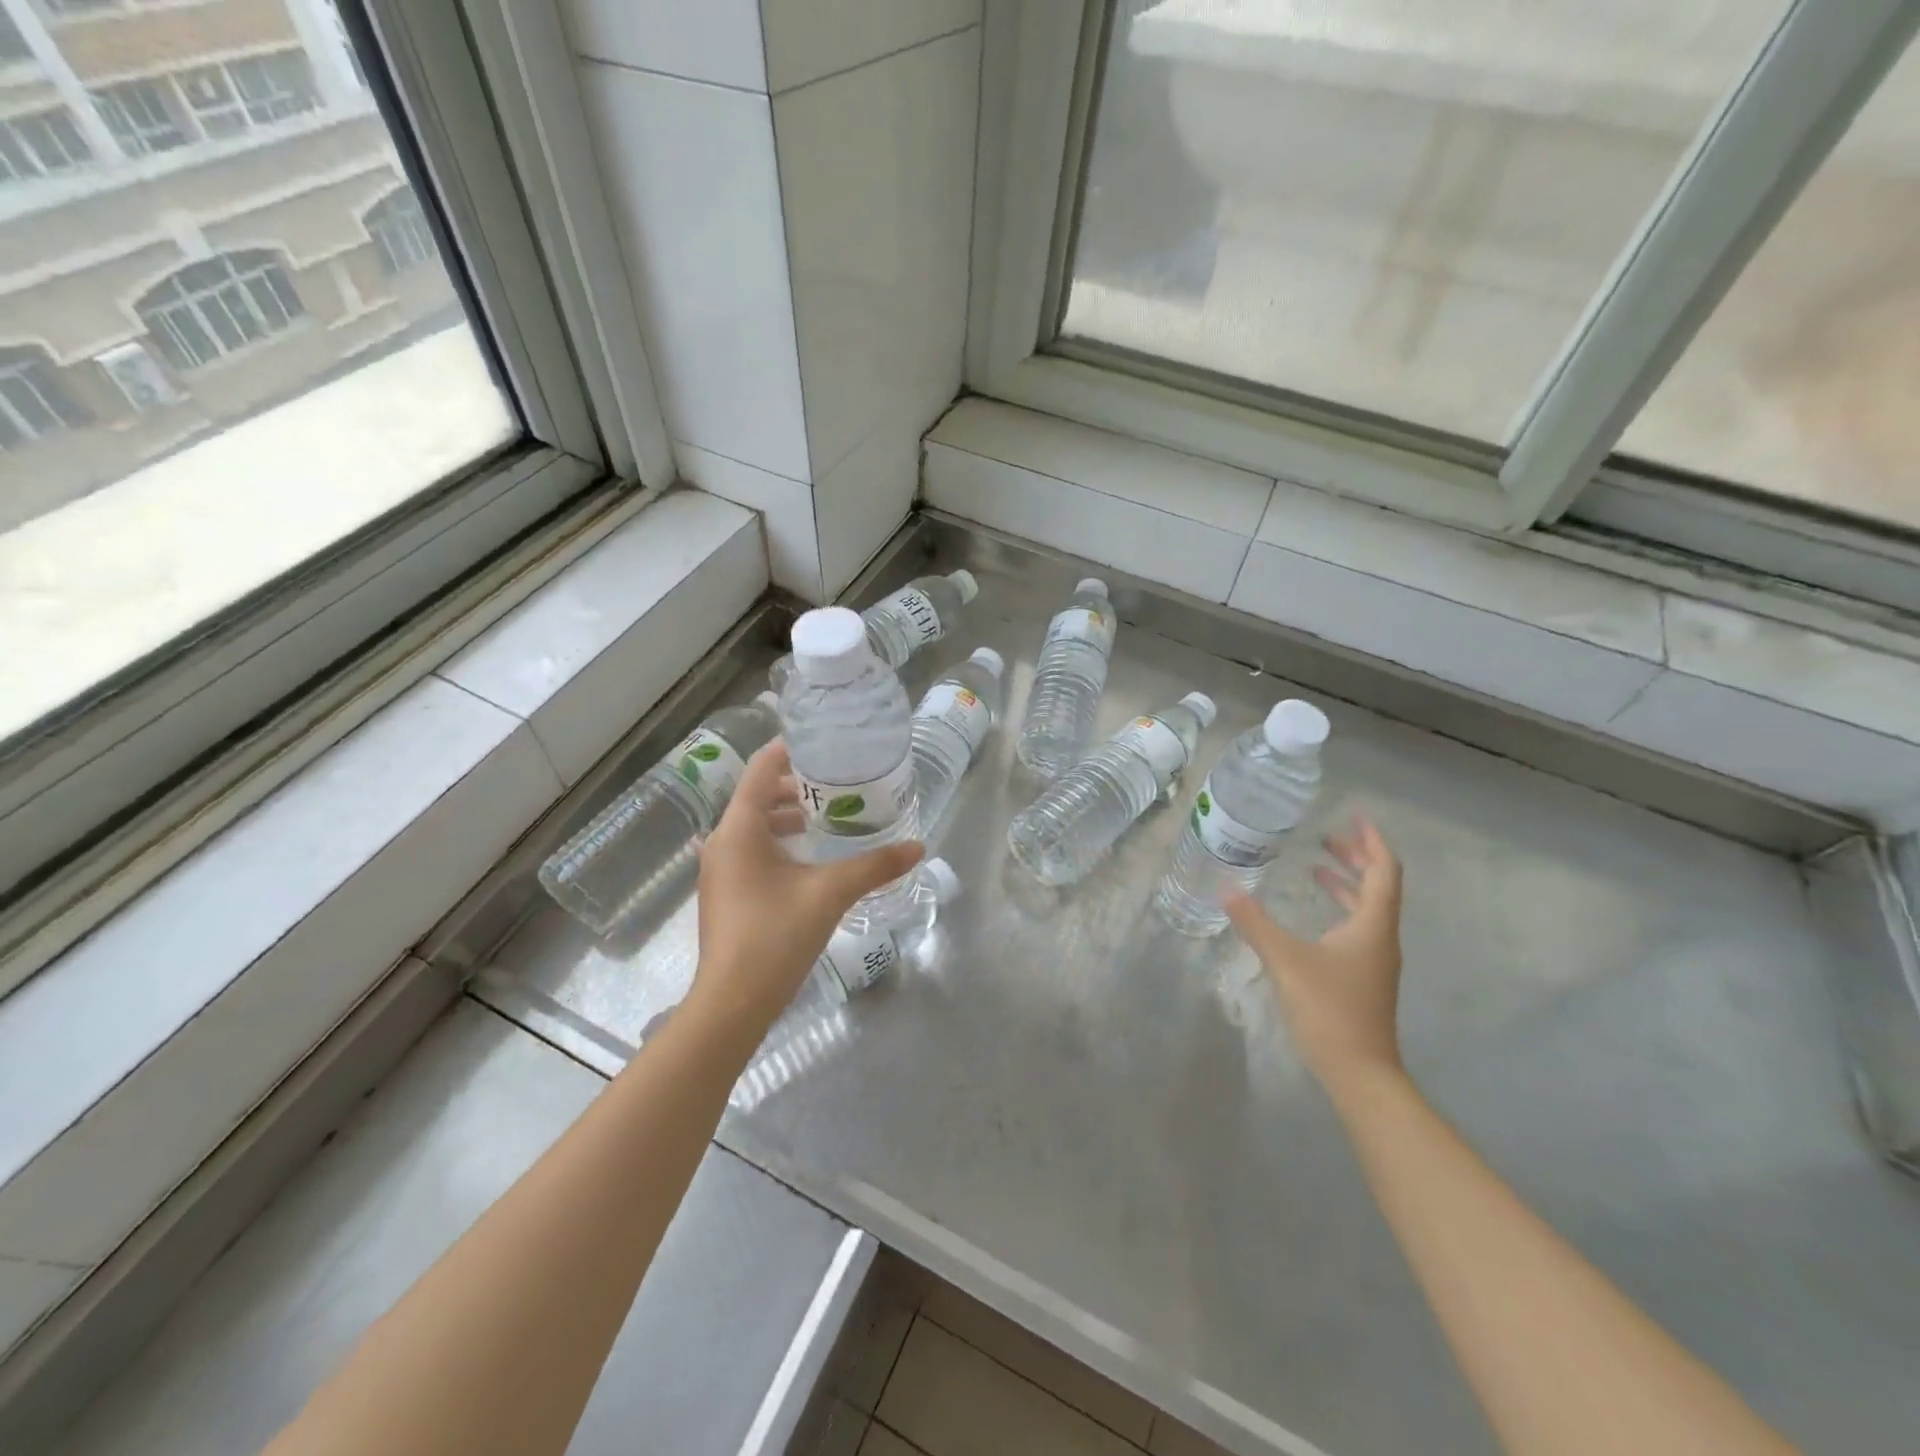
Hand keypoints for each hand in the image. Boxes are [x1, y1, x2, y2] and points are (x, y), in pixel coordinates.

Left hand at [690, 741, 922, 1033]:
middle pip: (757, 795)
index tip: (826, 745)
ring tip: (827, 819)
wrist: (732, 1003)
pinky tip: (808, 860)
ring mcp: (718, 869)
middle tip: (837, 785)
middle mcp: (721, 841)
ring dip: (787, 817)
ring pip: (753, 826)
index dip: (791, 750)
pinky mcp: (724, 893)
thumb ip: (875, 866)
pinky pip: (750, 850)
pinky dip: (777, 842)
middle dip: (796, 786)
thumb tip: (918, 847)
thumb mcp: (831, 893)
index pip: (761, 768)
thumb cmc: (776, 936)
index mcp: (739, 828)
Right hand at [1223, 818, 1404, 1089]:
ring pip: (1368, 909)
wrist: (1360, 1073)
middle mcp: (1380, 937)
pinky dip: (1339, 909)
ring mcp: (1374, 960)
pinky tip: (1315, 916)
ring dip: (1347, 884)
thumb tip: (1226, 889)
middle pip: (1378, 886)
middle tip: (1327, 837)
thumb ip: (1255, 923)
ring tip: (1317, 867)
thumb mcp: (1286, 961)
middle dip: (1356, 858)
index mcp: (1372, 926)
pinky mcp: (1363, 977)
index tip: (1355, 817)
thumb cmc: (1329, 1010)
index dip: (1371, 841)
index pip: (1384, 871)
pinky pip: (1357, 928)